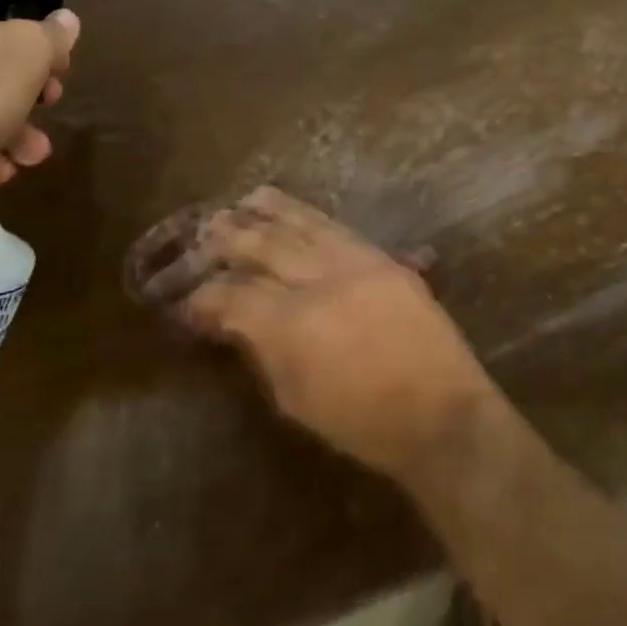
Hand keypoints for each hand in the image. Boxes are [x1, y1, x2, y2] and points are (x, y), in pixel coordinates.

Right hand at [136, 187, 499, 481]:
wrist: (441, 412)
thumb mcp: (297, 400)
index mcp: (294, 325)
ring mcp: (356, 263)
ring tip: (241, 201)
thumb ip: (262, 352)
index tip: (185, 300)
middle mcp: (321, 281)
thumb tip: (234, 322)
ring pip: (302, 225)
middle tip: (202, 233)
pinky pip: (337, 228)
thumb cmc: (363, 424)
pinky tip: (292, 211)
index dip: (204, 297)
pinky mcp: (383, 258)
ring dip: (268, 212)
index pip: (234, 296)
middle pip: (264, 246)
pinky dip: (308, 216)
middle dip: (228, 238)